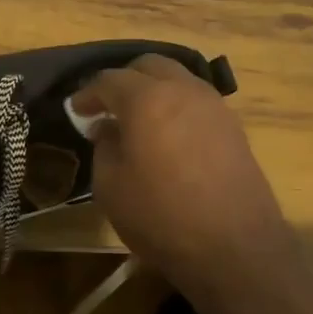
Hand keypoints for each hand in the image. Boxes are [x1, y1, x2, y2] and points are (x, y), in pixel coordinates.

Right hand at [71, 54, 296, 292]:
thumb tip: (109, 129)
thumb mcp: (111, 187)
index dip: (88, 93)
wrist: (235, 248)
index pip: (110, 80)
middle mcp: (182, 89)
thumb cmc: (162, 217)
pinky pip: (197, 100)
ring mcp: (213, 105)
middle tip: (108, 106)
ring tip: (140, 118)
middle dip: (125, 79)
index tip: (77, 110)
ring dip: (155, 89)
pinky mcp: (233, 126)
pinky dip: (177, 105)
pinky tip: (169, 133)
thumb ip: (104, 147)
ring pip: (178, 78)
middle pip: (149, 65)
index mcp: (147, 98)